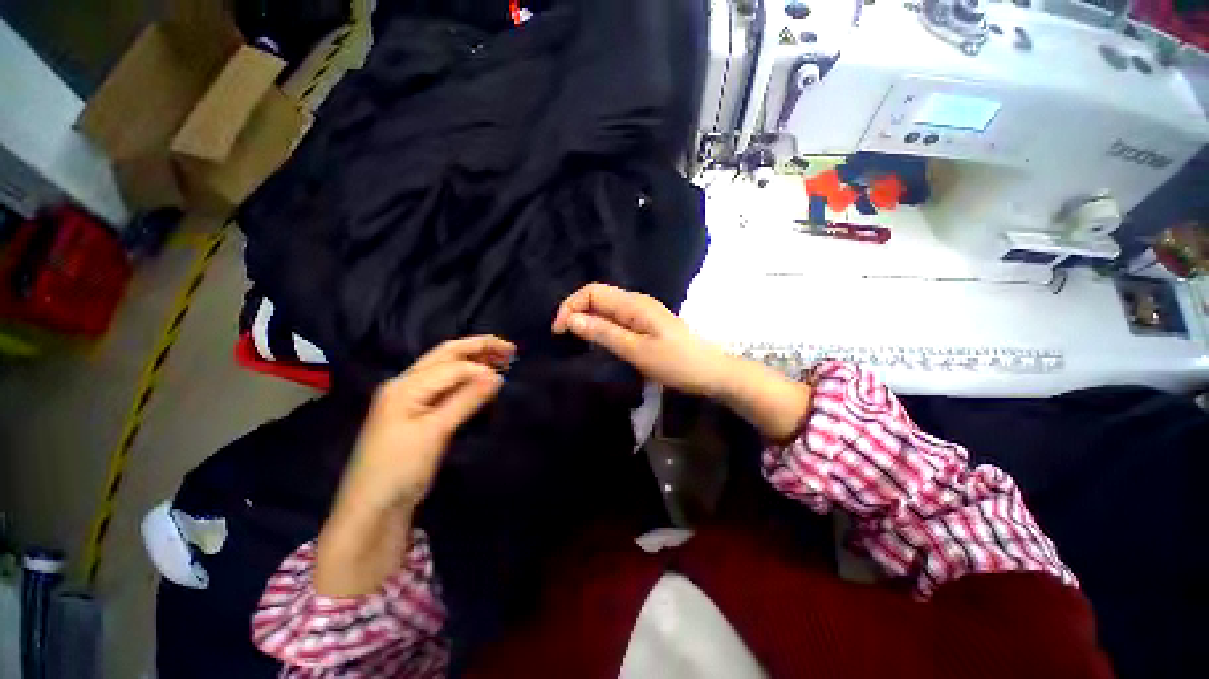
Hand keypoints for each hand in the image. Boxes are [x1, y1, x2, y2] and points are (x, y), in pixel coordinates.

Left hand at [338, 335, 514, 513]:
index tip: (505, 378)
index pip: (451, 366)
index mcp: (405, 385)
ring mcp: (409, 395)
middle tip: (510, 348)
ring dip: (474, 359)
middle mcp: (406, 383)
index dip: (480, 368)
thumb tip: (497, 376)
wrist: (372, 506)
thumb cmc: (400, 467)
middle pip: (446, 354)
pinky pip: (444, 384)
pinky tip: (480, 379)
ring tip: (501, 358)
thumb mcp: (435, 432)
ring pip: (446, 367)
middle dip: (479, 347)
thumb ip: (466, 399)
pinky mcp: (416, 409)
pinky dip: (466, 377)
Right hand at [553, 284, 810, 440]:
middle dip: (576, 312)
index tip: (559, 331)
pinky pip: (616, 318)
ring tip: (578, 342)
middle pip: (598, 296)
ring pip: (606, 308)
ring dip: (588, 320)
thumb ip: (604, 333)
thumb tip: (571, 319)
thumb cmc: (676, 363)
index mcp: (633, 304)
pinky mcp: (646, 324)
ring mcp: (642, 312)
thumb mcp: (637, 350)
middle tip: (565, 339)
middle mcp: (636, 302)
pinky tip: (600, 342)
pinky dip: (602, 326)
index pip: (592, 291)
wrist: (712, 372)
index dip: (570, 306)